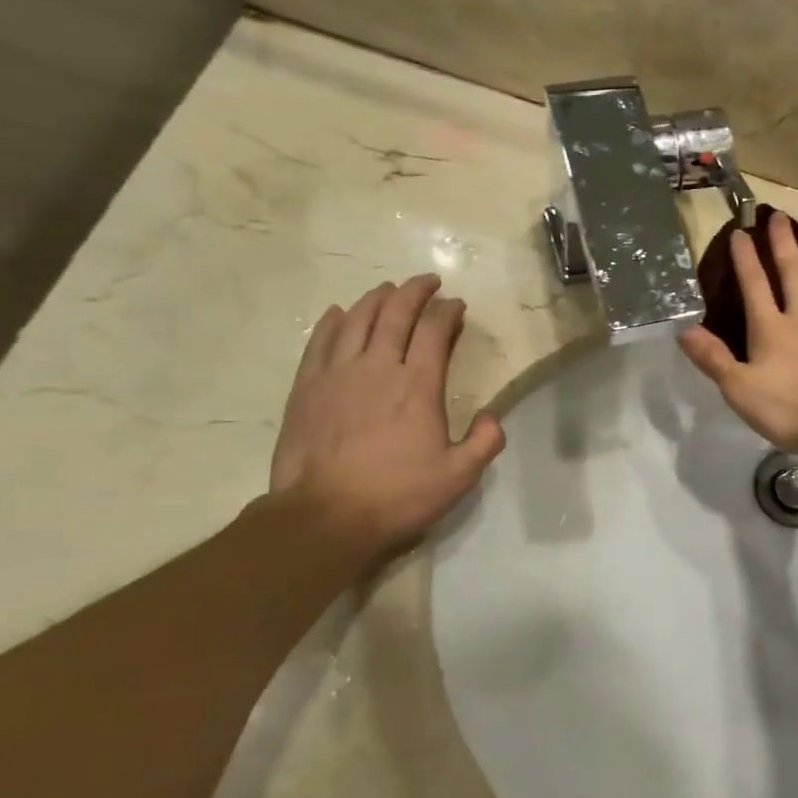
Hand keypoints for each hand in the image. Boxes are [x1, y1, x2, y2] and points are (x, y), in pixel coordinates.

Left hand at [270, 275, 504, 564]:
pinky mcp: (307, 387)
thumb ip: (484, 443)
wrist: (325, 516)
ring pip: (357, 320)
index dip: (447, 312)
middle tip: (427, 281)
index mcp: (418, 385)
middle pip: (396, 314)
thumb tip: (491, 417)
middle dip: (414, 291)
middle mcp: (378, 367)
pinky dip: (332, 322)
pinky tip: (339, 312)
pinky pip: (320, 342)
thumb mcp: (458, 477)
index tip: (456, 305)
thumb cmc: (397, 496)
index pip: (434, 331)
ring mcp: (337, 374)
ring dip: (376, 298)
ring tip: (388, 289)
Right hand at [679, 213, 797, 457]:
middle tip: (779, 216)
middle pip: (794, 273)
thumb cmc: (790, 409)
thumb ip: (713, 358)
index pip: (754, 285)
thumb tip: (683, 329)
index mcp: (771, 328)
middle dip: (784, 243)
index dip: (745, 259)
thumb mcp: (739, 389)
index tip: (740, 232)